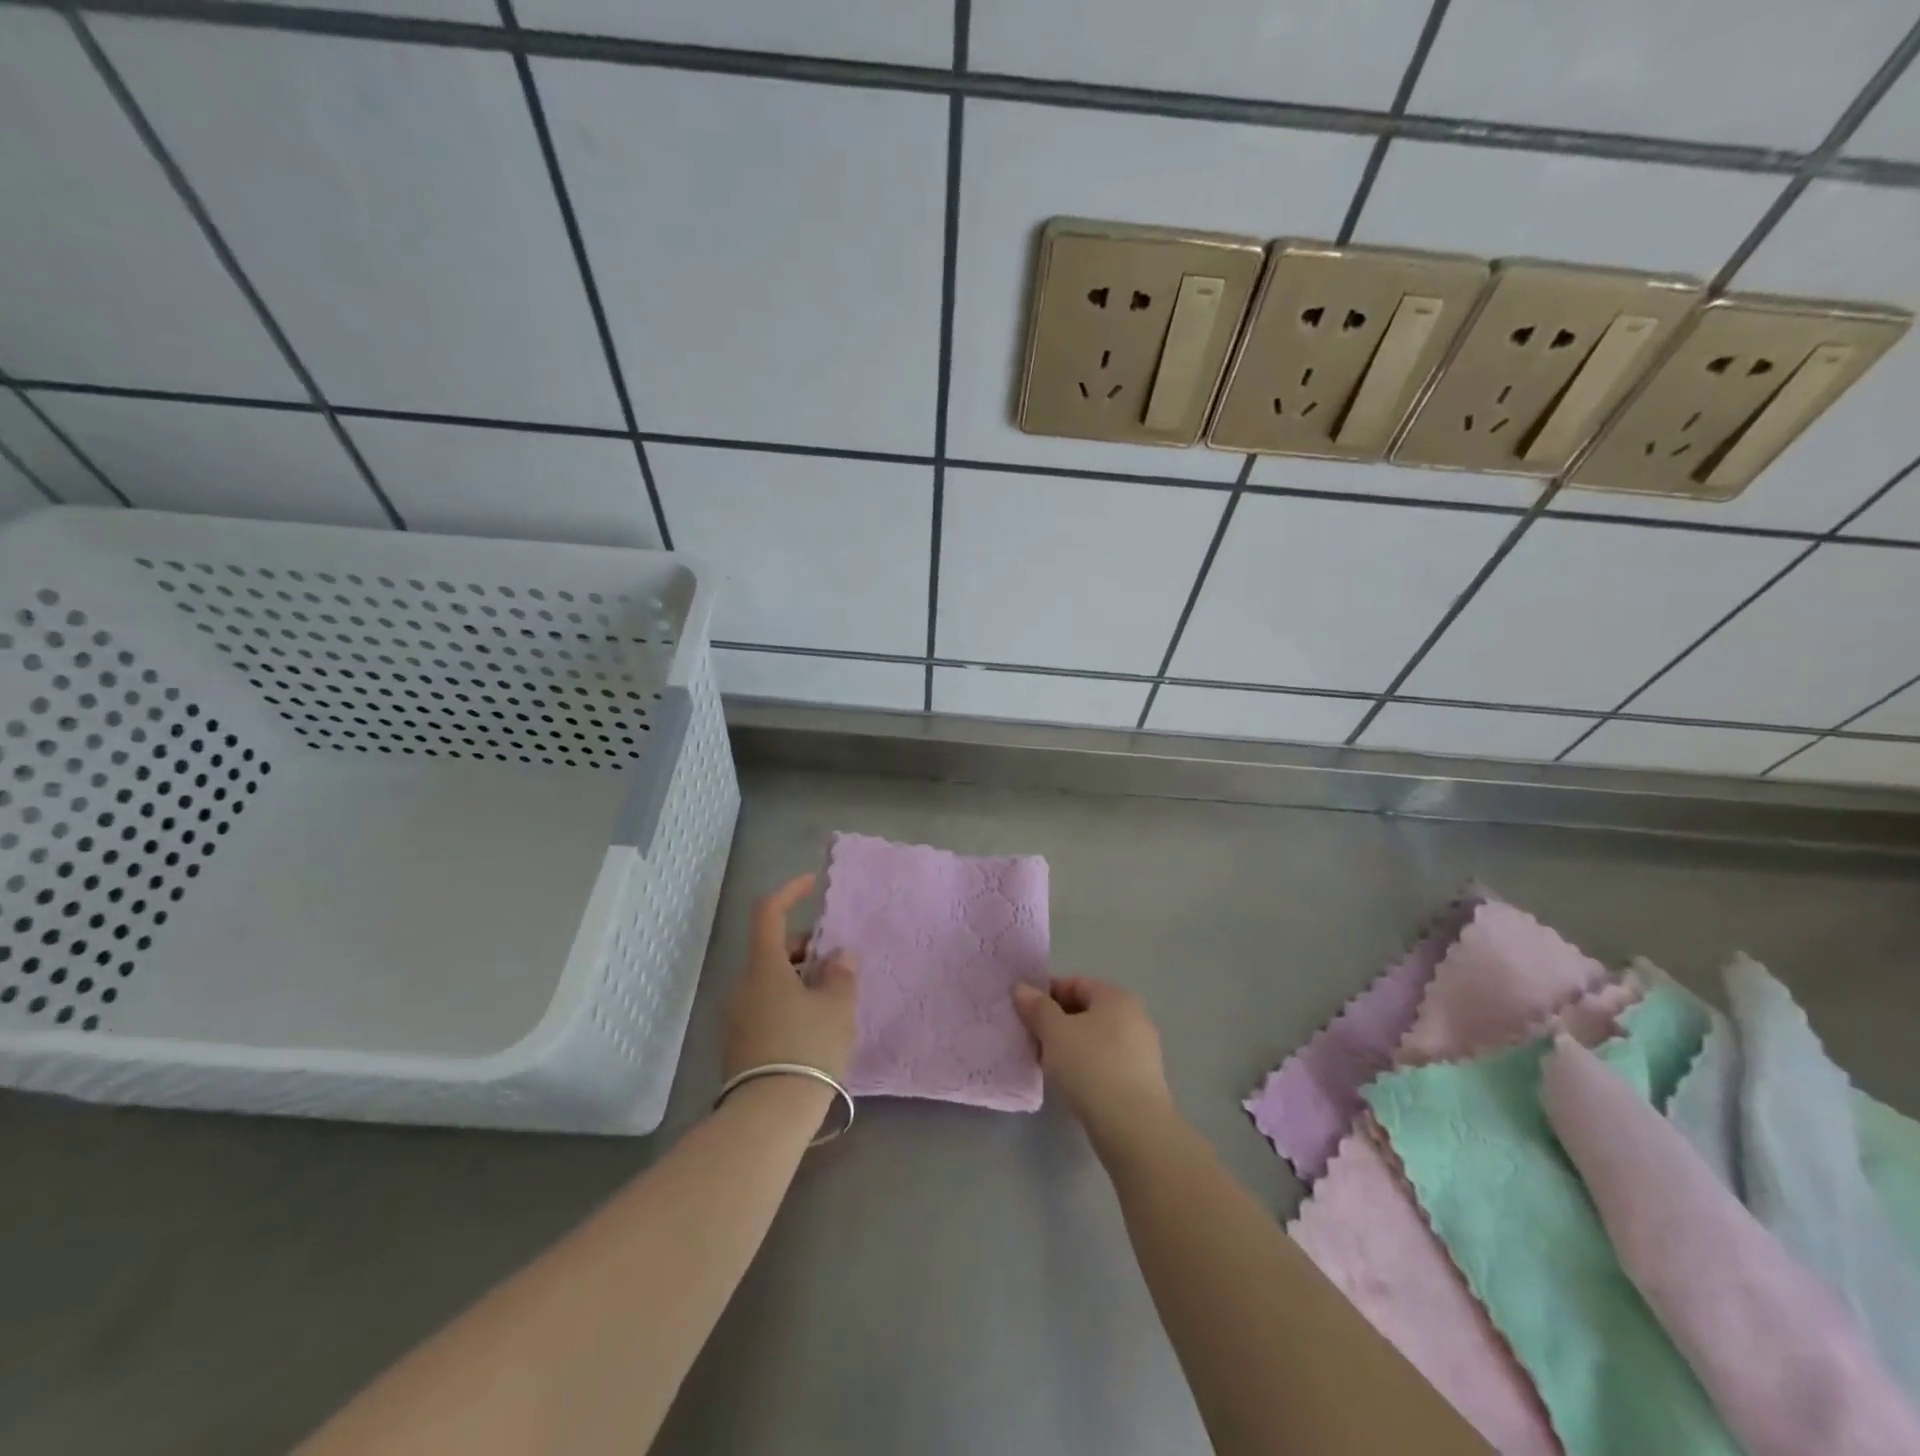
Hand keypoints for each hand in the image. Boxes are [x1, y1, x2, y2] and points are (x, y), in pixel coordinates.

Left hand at [722, 873, 858, 1084]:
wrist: (768, 1115)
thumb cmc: (807, 1047)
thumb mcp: (837, 1007)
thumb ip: (841, 974)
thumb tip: (839, 956)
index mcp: (763, 966)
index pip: (768, 913)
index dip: (789, 892)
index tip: (811, 884)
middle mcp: (743, 985)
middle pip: (771, 950)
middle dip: (804, 947)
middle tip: (836, 962)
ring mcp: (737, 1016)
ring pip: (770, 980)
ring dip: (799, 977)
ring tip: (832, 997)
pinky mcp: (739, 1044)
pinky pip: (766, 1006)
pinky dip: (789, 1001)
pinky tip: (814, 1024)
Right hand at [1013, 977, 1174, 1152]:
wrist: (1133, 1127)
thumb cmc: (1091, 1066)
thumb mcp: (1055, 1032)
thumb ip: (1037, 1007)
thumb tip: (1022, 988)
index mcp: (1116, 997)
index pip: (1075, 983)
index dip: (1046, 994)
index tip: (1024, 1014)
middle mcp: (1135, 1016)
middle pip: (1086, 1010)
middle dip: (1056, 1022)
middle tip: (1032, 1040)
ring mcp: (1142, 1050)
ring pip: (1095, 1038)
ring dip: (1070, 1046)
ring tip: (1047, 1064)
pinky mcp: (1142, 1080)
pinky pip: (1106, 1061)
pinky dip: (1086, 1066)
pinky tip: (1071, 1083)